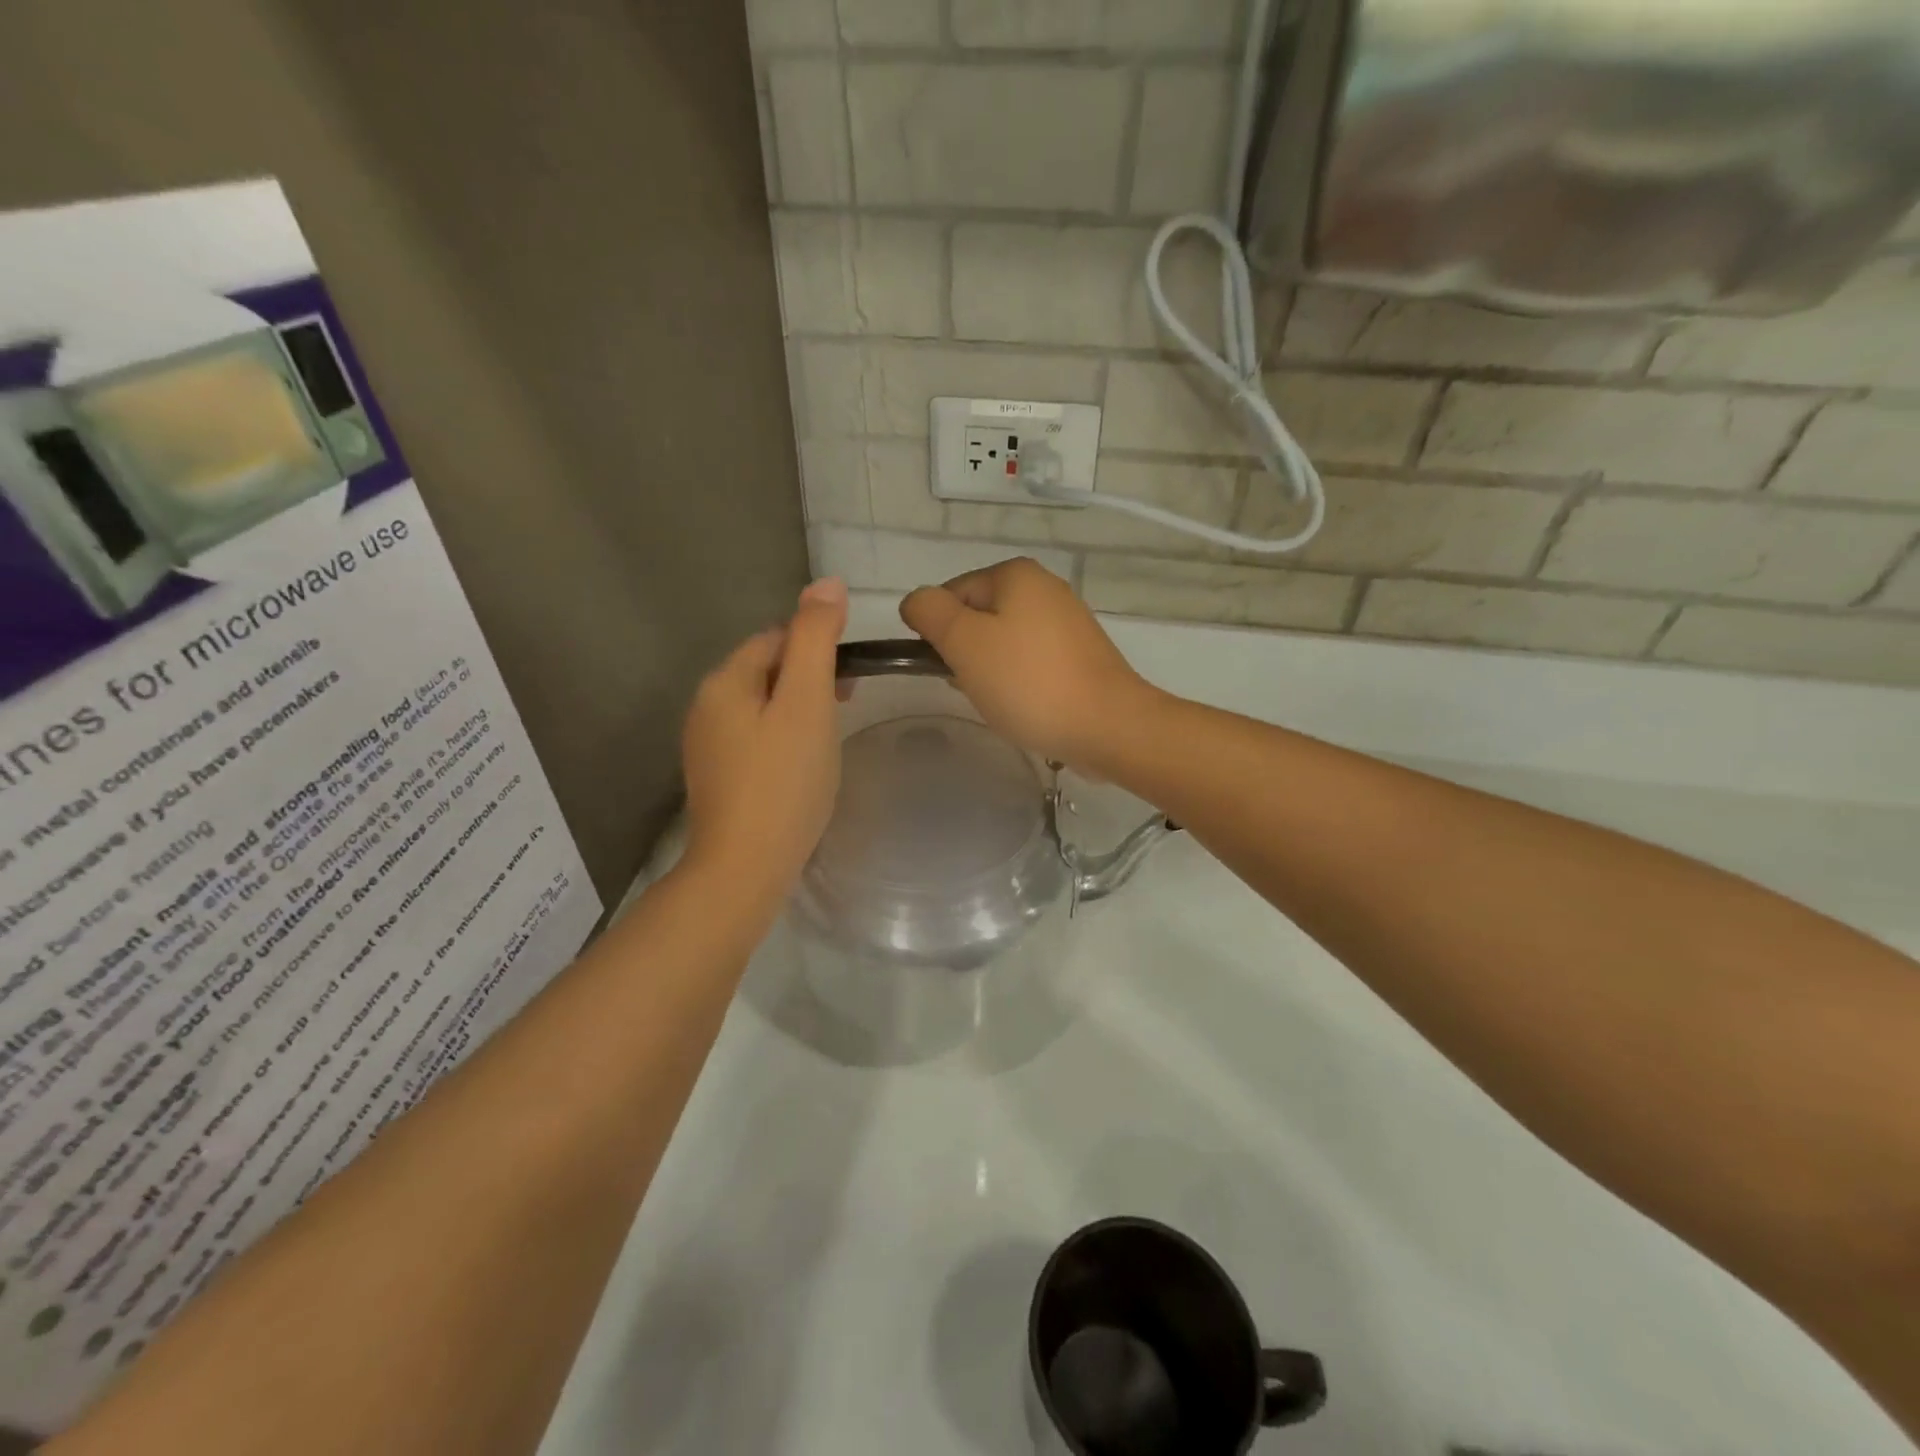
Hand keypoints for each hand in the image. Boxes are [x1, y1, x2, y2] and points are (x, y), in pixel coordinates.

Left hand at [682, 578, 847, 895]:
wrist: (745, 868)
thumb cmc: (783, 781)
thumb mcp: (807, 702)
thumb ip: (815, 640)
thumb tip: (827, 582)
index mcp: (724, 681)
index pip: (774, 638)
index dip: (816, 645)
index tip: (852, 675)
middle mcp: (705, 706)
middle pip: (765, 671)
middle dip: (808, 677)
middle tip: (848, 702)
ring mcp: (706, 746)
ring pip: (761, 707)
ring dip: (797, 707)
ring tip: (831, 733)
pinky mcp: (717, 778)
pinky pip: (754, 738)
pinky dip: (783, 737)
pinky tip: (803, 764)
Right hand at [900, 558, 1152, 767]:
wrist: (1108, 726)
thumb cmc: (1029, 682)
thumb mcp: (964, 642)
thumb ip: (930, 613)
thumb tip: (916, 601)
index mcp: (1016, 574)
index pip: (951, 594)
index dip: (939, 633)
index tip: (950, 668)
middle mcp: (1045, 588)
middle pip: (979, 618)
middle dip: (967, 654)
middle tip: (975, 688)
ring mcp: (1068, 622)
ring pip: (1005, 644)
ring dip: (992, 672)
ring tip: (1002, 702)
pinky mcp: (1082, 656)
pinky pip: (1033, 663)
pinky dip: (1021, 683)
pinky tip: (1026, 708)